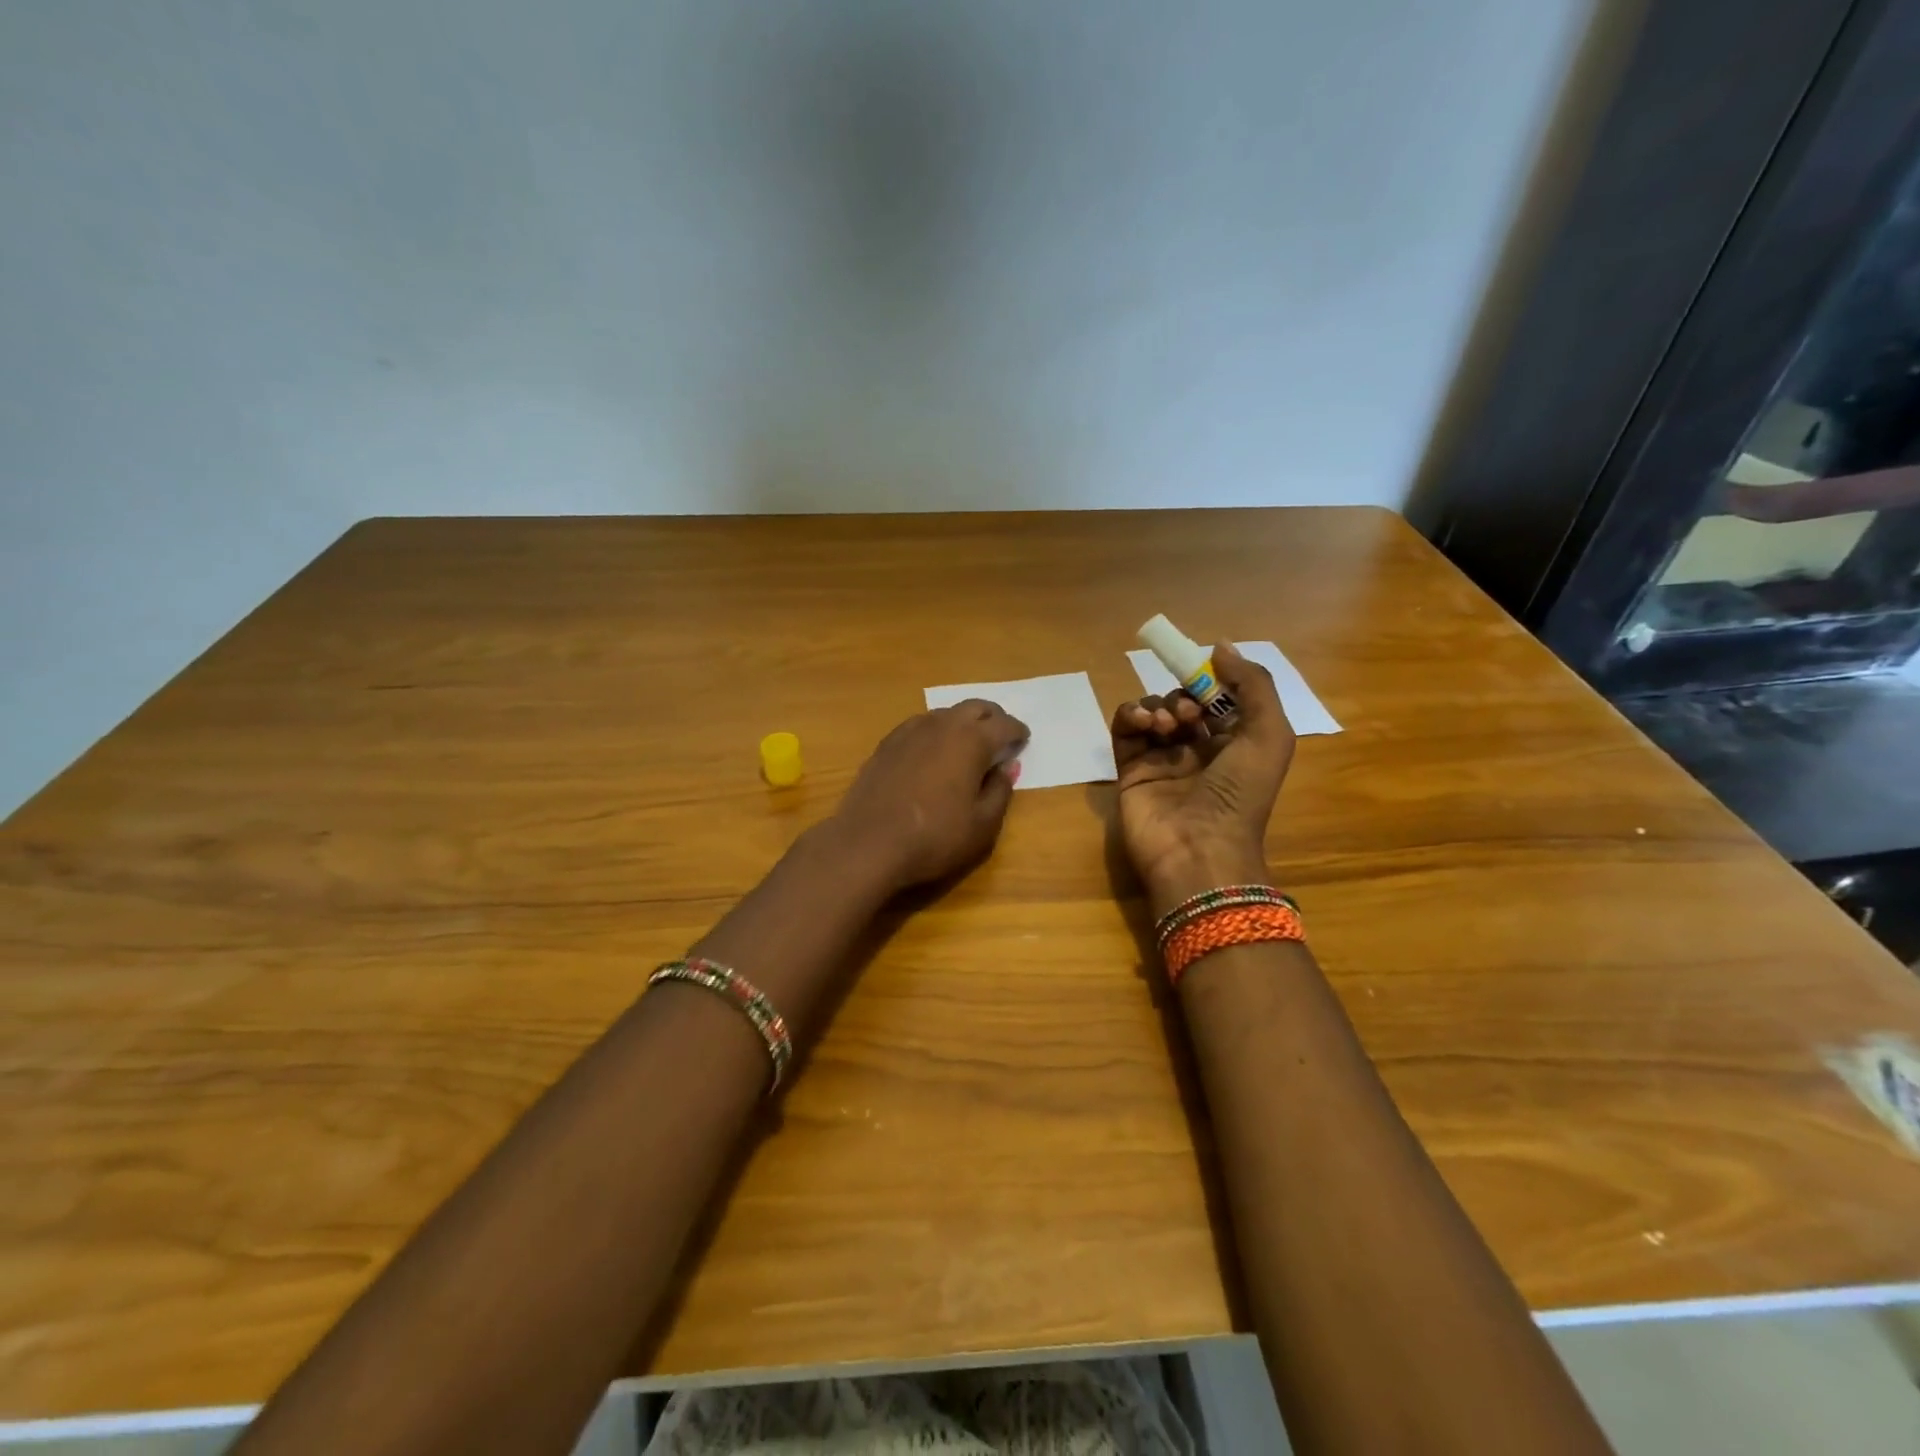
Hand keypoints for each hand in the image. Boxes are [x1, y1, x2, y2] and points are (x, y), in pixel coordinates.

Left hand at [832, 700, 1029, 891]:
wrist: (867, 844)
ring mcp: (910, 731)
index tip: (1024, 740)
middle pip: (975, 707)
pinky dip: (935, 731)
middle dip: (993, 717)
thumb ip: (1000, 791)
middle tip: (1001, 733)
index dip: (1018, 731)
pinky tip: (932, 750)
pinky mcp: (886, 744)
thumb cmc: (934, 838)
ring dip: (962, 722)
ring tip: (968, 742)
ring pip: (945, 713)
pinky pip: (920, 726)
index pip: (1004, 725)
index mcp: (971, 741)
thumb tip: (1007, 766)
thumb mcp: (983, 825)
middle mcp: (942, 726)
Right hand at [1111, 641, 1295, 909]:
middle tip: (1187, 713)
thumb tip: (1220, 646)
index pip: (1220, 699)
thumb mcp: (1269, 735)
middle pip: (1184, 702)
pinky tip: (1141, 723)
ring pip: (1154, 711)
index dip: (1212, 681)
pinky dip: (1130, 716)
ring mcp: (1162, 759)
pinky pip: (1125, 729)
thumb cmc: (1240, 794)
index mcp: (1236, 744)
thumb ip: (1253, 685)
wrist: (1198, 850)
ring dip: (1158, 706)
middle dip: (1184, 696)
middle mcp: (1199, 750)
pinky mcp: (1130, 769)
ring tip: (1164, 726)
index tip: (1204, 672)